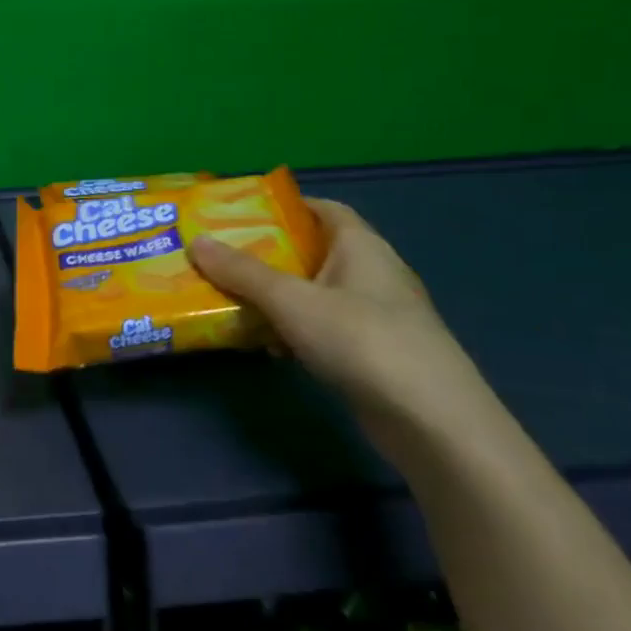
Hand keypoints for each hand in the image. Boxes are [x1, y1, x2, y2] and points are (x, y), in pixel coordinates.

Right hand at [188, 199, 488, 425]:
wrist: (433, 424)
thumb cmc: (363, 341)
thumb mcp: (292, 301)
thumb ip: (243, 272)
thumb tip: (196, 241)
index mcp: (361, 246)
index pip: (323, 209)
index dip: (283, 206)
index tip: (238, 214)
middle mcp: (372, 273)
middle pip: (312, 251)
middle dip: (267, 253)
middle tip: (220, 256)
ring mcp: (375, 315)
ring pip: (314, 293)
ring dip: (276, 296)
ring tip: (229, 297)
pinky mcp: (373, 353)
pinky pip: (322, 327)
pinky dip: (293, 330)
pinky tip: (266, 345)